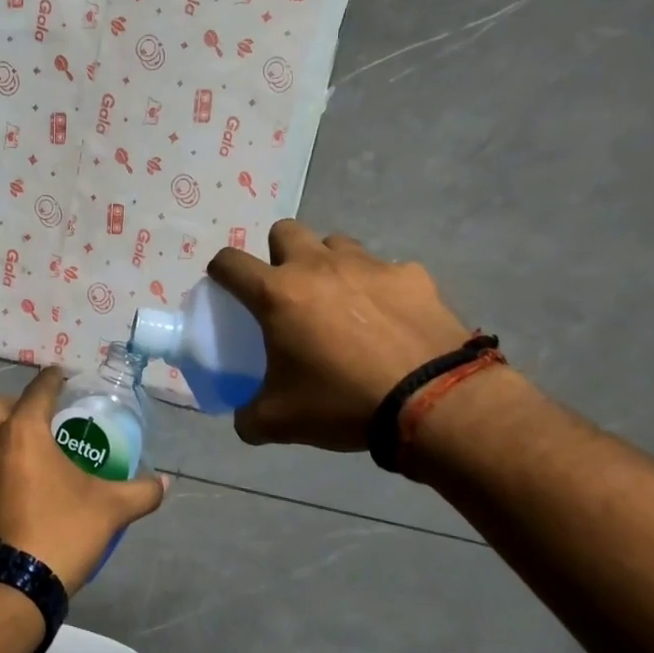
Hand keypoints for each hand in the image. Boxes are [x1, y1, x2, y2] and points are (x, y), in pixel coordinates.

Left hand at [0, 367, 168, 591]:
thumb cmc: (60, 535)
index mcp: (23, 431)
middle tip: (36, 422)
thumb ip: (140, 492)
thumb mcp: (109, 511)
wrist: (5, 589)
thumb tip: (165, 482)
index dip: (53, 379)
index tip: (61, 376)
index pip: (39, 389)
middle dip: (16, 405)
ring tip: (13, 456)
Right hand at [207, 220, 472, 451]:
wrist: (432, 401)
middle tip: (289, 290)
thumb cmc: (342, 402)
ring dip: (329, 263)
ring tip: (340, 300)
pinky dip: (380, 287)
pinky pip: (386, 269)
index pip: (230, 262)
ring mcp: (367, 265)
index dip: (221, 270)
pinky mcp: (410, 275)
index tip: (226, 287)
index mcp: (277, 294)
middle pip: (285, 231)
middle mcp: (317, 266)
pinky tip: (389, 318)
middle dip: (279, 253)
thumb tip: (244, 420)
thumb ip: (250, 416)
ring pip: (335, 243)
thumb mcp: (281, 421)